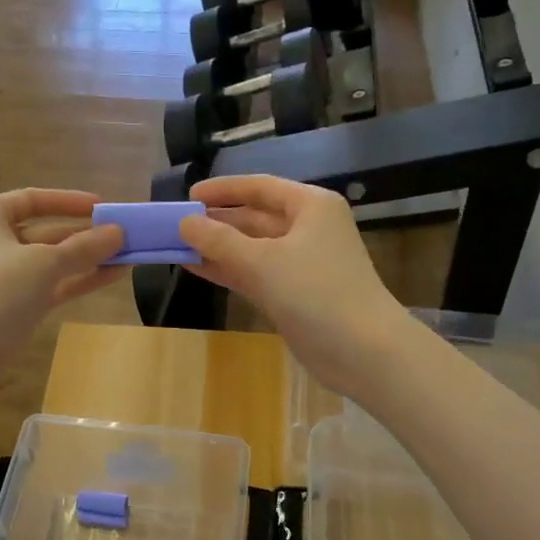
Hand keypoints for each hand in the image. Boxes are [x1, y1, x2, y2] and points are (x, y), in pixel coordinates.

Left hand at [0, 190, 124, 367]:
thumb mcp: (42, 263)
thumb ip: (83, 247)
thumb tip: (118, 232)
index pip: (35, 198)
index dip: (71, 202)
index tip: (106, 207)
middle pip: (47, 230)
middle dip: (86, 233)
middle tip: (127, 235)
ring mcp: (4, 276)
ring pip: (53, 261)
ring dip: (88, 258)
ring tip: (130, 256)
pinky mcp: (15, 306)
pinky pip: (53, 285)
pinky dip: (79, 280)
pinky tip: (113, 276)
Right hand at [179, 176, 411, 397]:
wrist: (363, 351)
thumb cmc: (316, 293)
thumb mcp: (262, 262)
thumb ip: (219, 241)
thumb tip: (184, 223)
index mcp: (310, 206)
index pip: (260, 187)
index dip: (223, 190)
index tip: (187, 196)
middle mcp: (308, 228)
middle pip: (256, 217)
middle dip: (217, 221)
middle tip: (177, 225)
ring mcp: (302, 263)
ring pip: (253, 248)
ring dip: (219, 248)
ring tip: (178, 247)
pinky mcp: (295, 294)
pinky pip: (256, 273)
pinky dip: (229, 271)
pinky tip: (197, 270)